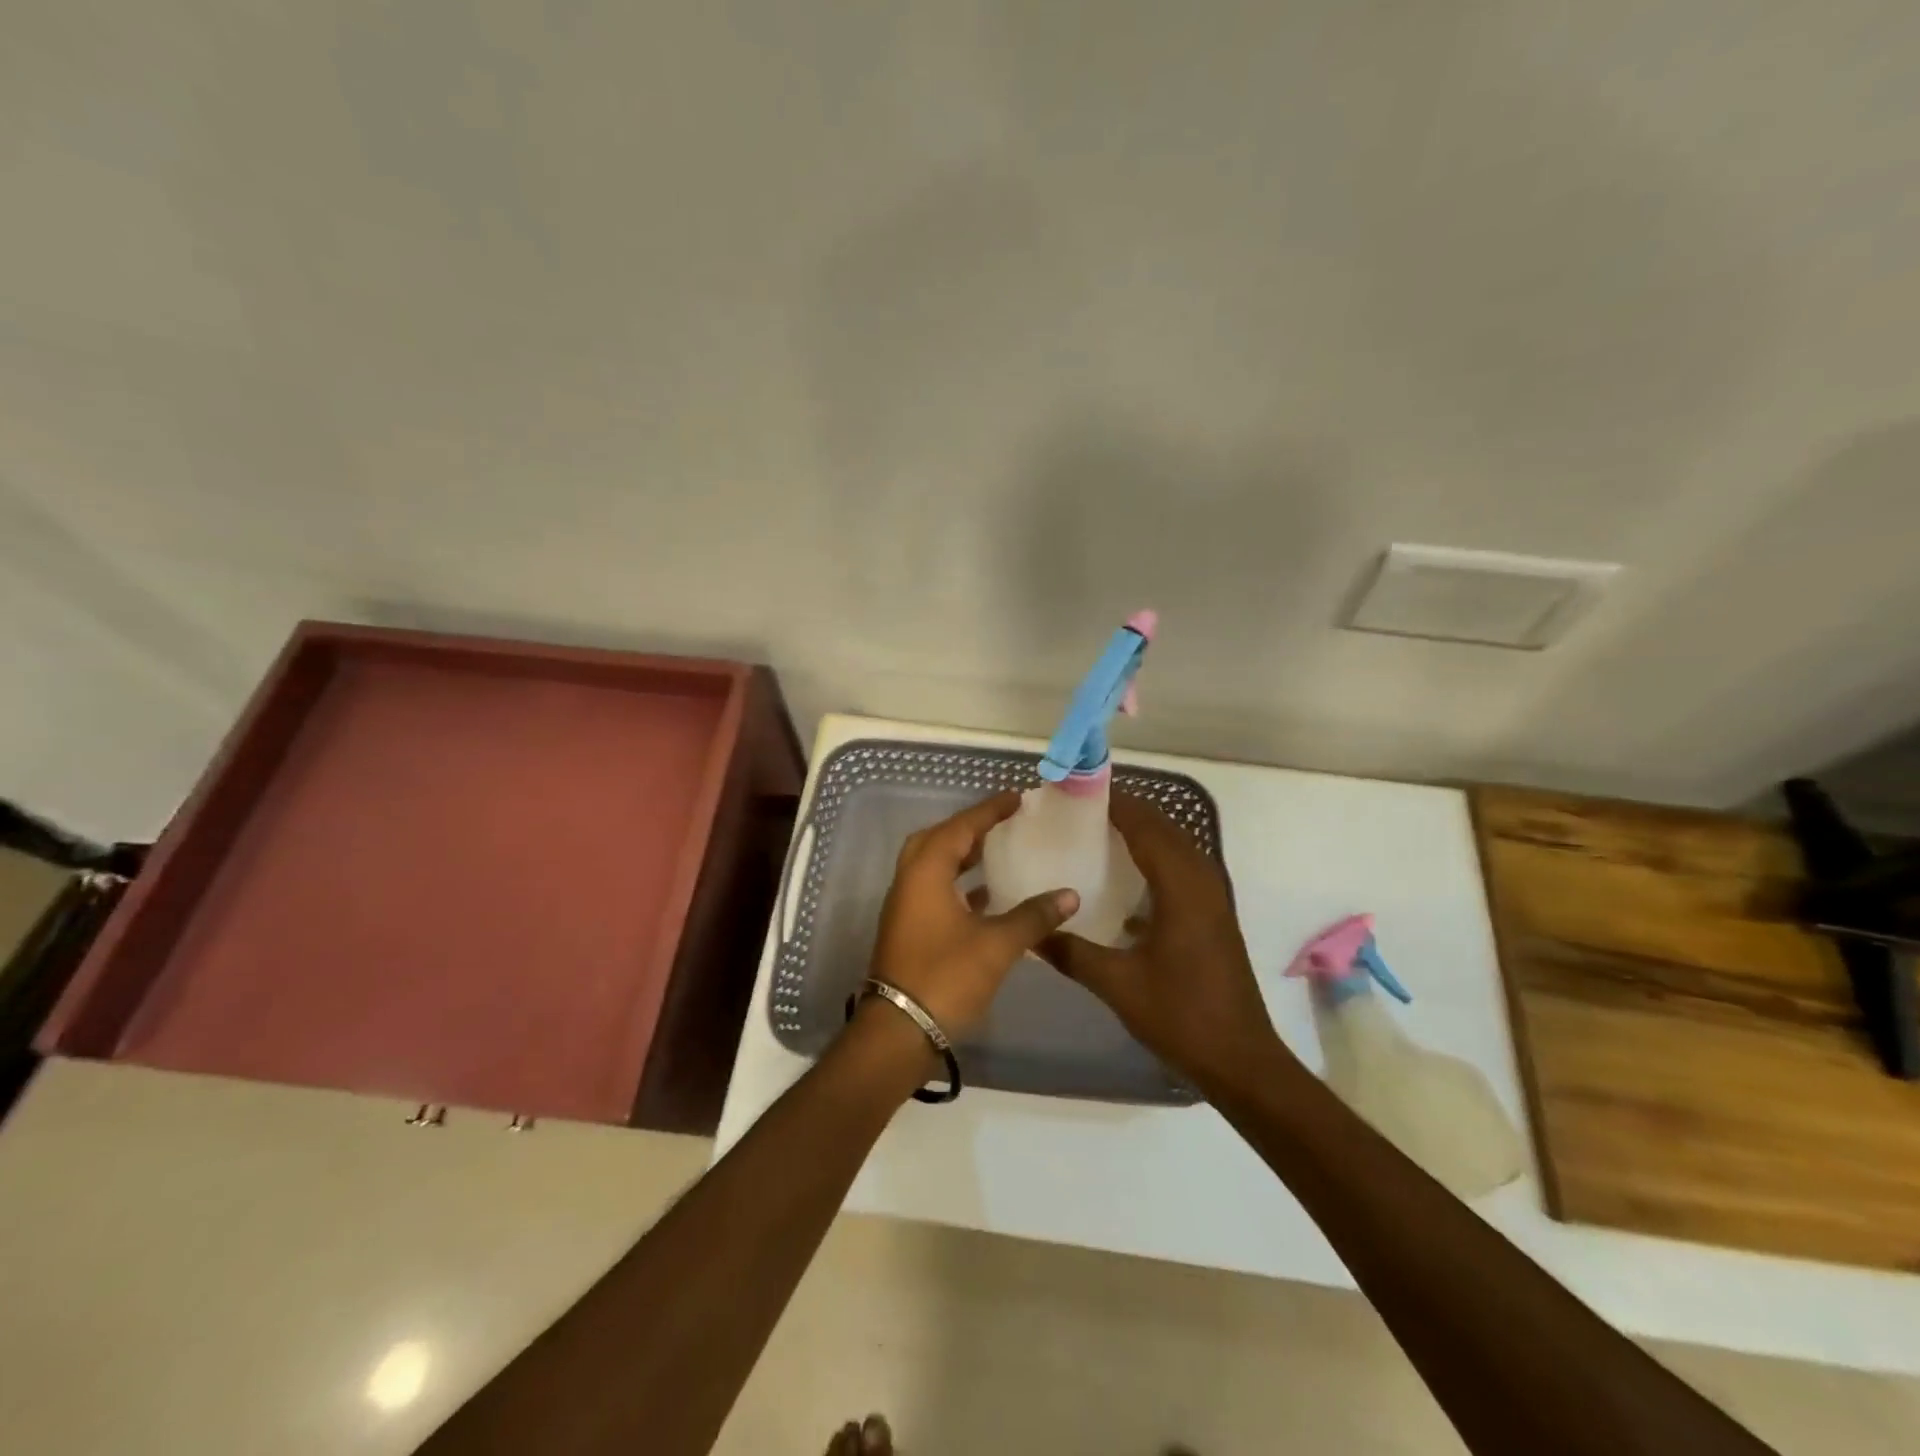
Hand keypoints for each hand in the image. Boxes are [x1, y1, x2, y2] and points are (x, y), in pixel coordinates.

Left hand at [867, 790, 1078, 1040]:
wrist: (899, 1032)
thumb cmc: (946, 978)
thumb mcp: (996, 945)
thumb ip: (1033, 916)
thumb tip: (1069, 895)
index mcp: (925, 873)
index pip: (960, 828)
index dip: (989, 811)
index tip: (1016, 798)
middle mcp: (909, 882)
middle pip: (938, 840)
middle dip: (969, 828)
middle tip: (1002, 823)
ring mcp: (905, 907)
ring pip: (933, 866)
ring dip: (961, 856)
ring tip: (998, 852)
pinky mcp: (908, 930)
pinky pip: (933, 890)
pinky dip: (958, 885)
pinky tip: (987, 897)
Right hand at [1036, 792, 1288, 1093]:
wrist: (1240, 1060)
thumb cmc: (1181, 1016)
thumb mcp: (1117, 984)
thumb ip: (1071, 952)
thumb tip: (1029, 932)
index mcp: (1181, 887)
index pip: (1146, 825)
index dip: (1114, 802)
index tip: (1076, 791)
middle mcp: (1201, 880)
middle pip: (1163, 827)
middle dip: (1124, 811)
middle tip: (1077, 810)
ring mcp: (1211, 897)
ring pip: (1174, 846)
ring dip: (1140, 832)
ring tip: (1094, 833)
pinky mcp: (1212, 915)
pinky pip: (1180, 868)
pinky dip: (1152, 858)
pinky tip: (1121, 878)